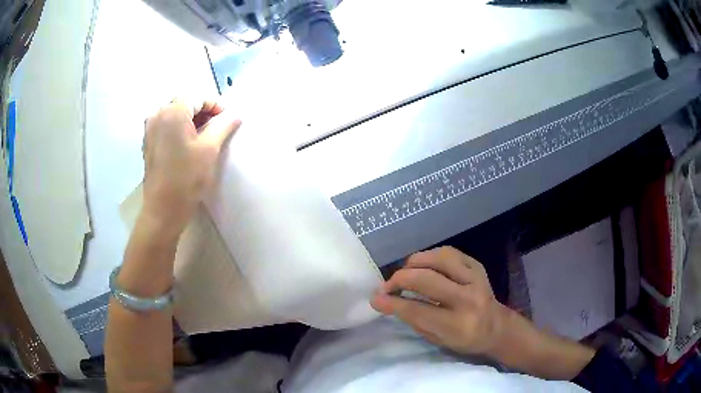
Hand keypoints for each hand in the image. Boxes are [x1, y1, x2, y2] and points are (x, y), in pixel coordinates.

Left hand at [142, 98, 240, 232]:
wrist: (163, 209)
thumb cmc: (187, 179)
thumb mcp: (210, 149)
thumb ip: (223, 126)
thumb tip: (235, 114)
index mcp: (173, 112)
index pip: (198, 97)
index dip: (215, 104)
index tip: (227, 117)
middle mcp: (158, 114)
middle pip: (184, 103)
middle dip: (202, 111)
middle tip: (217, 125)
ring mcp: (149, 129)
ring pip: (173, 114)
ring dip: (190, 119)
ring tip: (203, 134)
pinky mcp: (147, 142)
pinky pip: (165, 125)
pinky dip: (178, 128)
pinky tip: (187, 143)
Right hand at [371, 246, 507, 356]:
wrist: (497, 327)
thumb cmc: (465, 339)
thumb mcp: (438, 339)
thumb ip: (414, 320)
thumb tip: (387, 301)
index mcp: (458, 325)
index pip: (418, 310)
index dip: (392, 303)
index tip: (375, 299)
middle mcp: (468, 299)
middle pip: (426, 280)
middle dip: (399, 280)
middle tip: (387, 286)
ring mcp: (475, 278)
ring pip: (438, 259)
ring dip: (413, 263)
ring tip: (404, 273)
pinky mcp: (477, 265)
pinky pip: (449, 252)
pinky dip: (430, 256)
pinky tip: (422, 265)